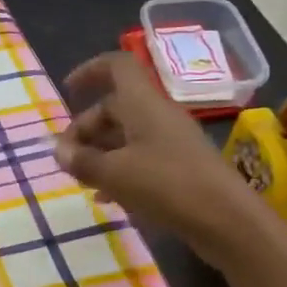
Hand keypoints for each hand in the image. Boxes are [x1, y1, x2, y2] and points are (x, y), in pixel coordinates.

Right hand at [54, 53, 256, 262]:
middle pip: (115, 107)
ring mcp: (171, 141)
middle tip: (66, 158)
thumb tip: (58, 150)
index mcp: (143, 103)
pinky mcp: (179, 167)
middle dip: (85, 128)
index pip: (117, 66)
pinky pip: (140, 158)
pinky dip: (119, 170)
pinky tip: (106, 197)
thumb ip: (82, 160)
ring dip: (100, 152)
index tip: (67, 90)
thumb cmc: (166, 184)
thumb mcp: (114, 173)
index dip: (90, 70)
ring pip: (126, 135)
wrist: (227, 220)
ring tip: (81, 180)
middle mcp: (157, 115)